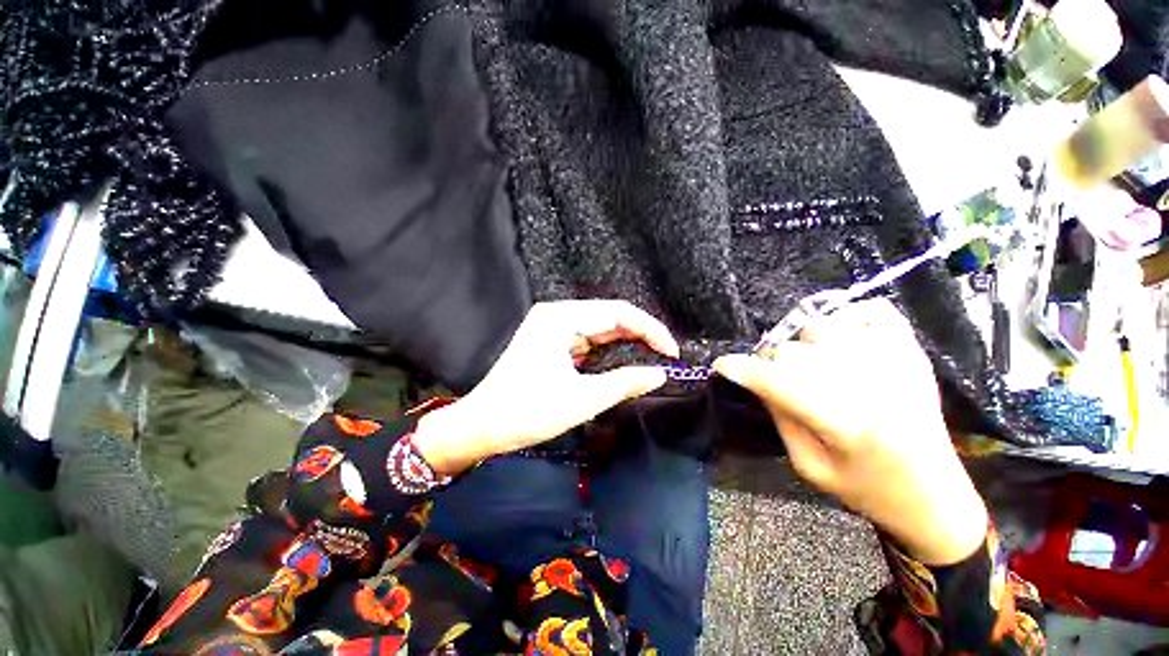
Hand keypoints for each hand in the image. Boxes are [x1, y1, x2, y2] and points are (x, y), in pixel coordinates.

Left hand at [414, 300, 678, 475]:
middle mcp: (557, 315)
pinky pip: (588, 339)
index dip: (650, 329)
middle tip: (665, 356)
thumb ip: (625, 382)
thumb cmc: (528, 411)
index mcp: (561, 318)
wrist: (482, 426)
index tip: (671, 352)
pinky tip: (624, 360)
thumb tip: (659, 374)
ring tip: (652, 357)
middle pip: (610, 316)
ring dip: (626, 342)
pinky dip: (608, 350)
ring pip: (600, 328)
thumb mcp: (582, 399)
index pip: (618, 313)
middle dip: (640, 334)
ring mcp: (552, 327)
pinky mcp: (551, 341)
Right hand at [713, 299, 987, 565]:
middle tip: (776, 379)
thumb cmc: (867, 489)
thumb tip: (757, 379)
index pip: (778, 381)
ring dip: (805, 343)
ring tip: (812, 364)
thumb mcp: (809, 466)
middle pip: (794, 349)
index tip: (722, 365)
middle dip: (772, 362)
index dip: (742, 369)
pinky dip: (850, 318)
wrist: (936, 496)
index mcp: (846, 423)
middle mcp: (872, 385)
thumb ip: (780, 417)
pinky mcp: (912, 352)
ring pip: (823, 326)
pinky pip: (873, 310)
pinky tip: (845, 341)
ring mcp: (897, 362)